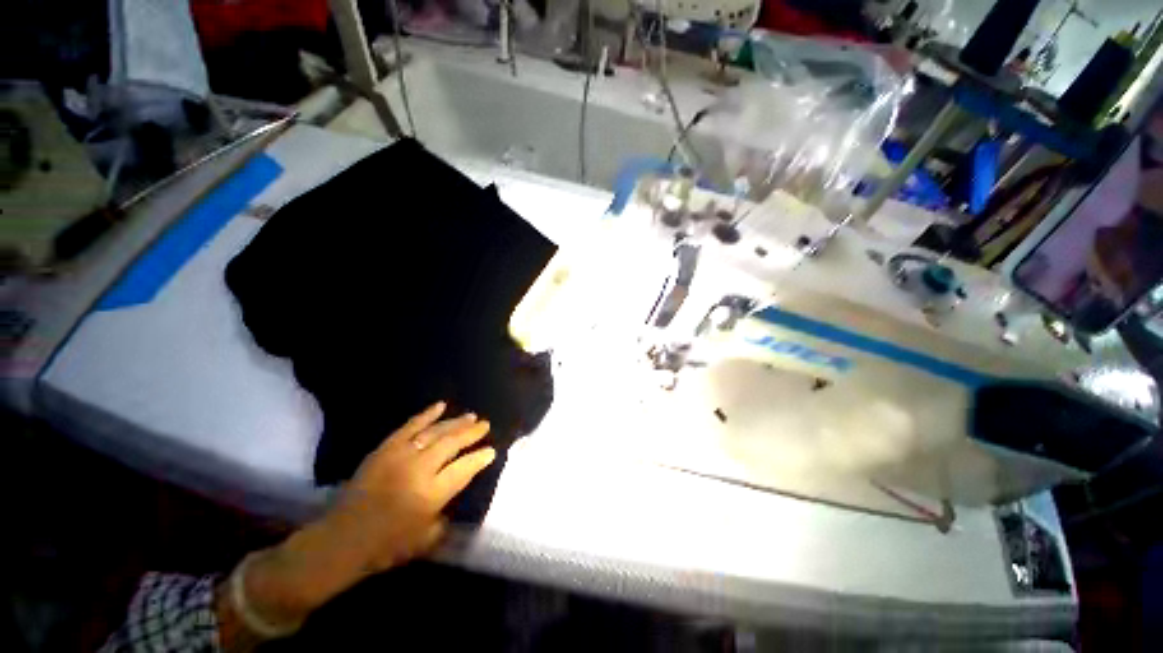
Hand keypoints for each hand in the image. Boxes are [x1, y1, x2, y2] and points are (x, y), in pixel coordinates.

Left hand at [239, 403, 494, 628]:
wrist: (341, 540)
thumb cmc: (385, 547)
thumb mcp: (425, 540)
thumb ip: (444, 518)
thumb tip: (452, 501)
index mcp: (432, 494)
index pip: (465, 468)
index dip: (480, 458)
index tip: (491, 451)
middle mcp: (419, 469)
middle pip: (453, 444)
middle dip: (472, 433)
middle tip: (484, 425)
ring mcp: (401, 455)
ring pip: (435, 432)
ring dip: (455, 422)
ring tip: (470, 416)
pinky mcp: (385, 449)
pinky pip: (409, 426)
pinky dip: (426, 415)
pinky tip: (440, 406)